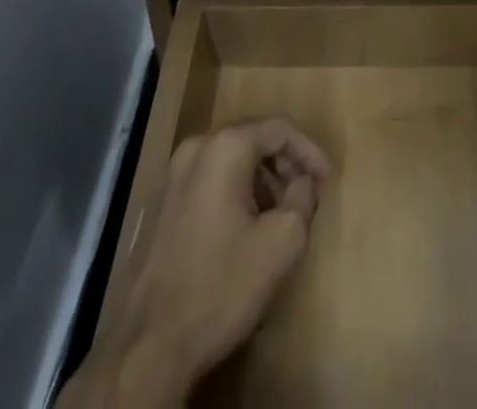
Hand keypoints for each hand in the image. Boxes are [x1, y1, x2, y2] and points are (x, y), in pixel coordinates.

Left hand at [70, 118, 332, 405]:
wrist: (147, 347)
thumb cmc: (220, 285)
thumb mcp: (281, 242)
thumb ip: (303, 198)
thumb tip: (303, 181)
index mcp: (225, 147)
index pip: (280, 129)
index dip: (310, 151)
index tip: (328, 180)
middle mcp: (196, 148)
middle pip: (253, 138)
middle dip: (286, 162)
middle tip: (308, 191)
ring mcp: (172, 176)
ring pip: (230, 159)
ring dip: (261, 178)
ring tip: (280, 212)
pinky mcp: (160, 204)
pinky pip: (209, 180)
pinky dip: (235, 191)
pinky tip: (245, 227)